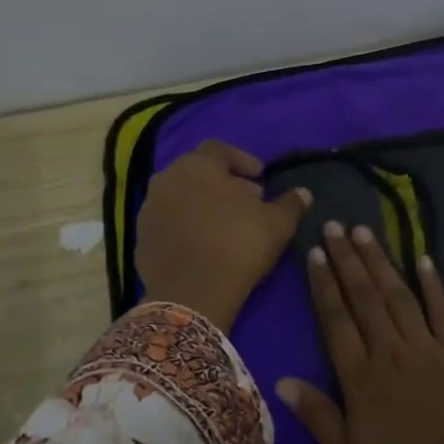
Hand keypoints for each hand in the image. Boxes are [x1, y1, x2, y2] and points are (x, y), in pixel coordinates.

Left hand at [135, 140, 309, 333]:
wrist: (192, 294)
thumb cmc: (238, 244)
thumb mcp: (277, 223)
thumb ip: (291, 203)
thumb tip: (303, 193)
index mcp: (198, 165)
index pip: (219, 149)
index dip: (242, 160)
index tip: (261, 177)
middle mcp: (167, 179)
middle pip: (198, 172)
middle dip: (223, 182)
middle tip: (247, 200)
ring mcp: (149, 209)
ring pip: (181, 196)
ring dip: (203, 204)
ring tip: (225, 224)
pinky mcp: (141, 239)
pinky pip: (169, 223)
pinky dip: (186, 226)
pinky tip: (204, 245)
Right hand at [277, 223, 443, 443]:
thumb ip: (320, 417)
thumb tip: (283, 380)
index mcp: (361, 381)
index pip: (336, 321)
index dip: (324, 285)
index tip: (316, 253)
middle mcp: (391, 353)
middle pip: (365, 298)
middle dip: (348, 260)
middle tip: (335, 225)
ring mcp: (429, 349)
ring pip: (399, 295)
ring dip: (381, 262)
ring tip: (365, 232)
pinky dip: (433, 283)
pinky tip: (423, 258)